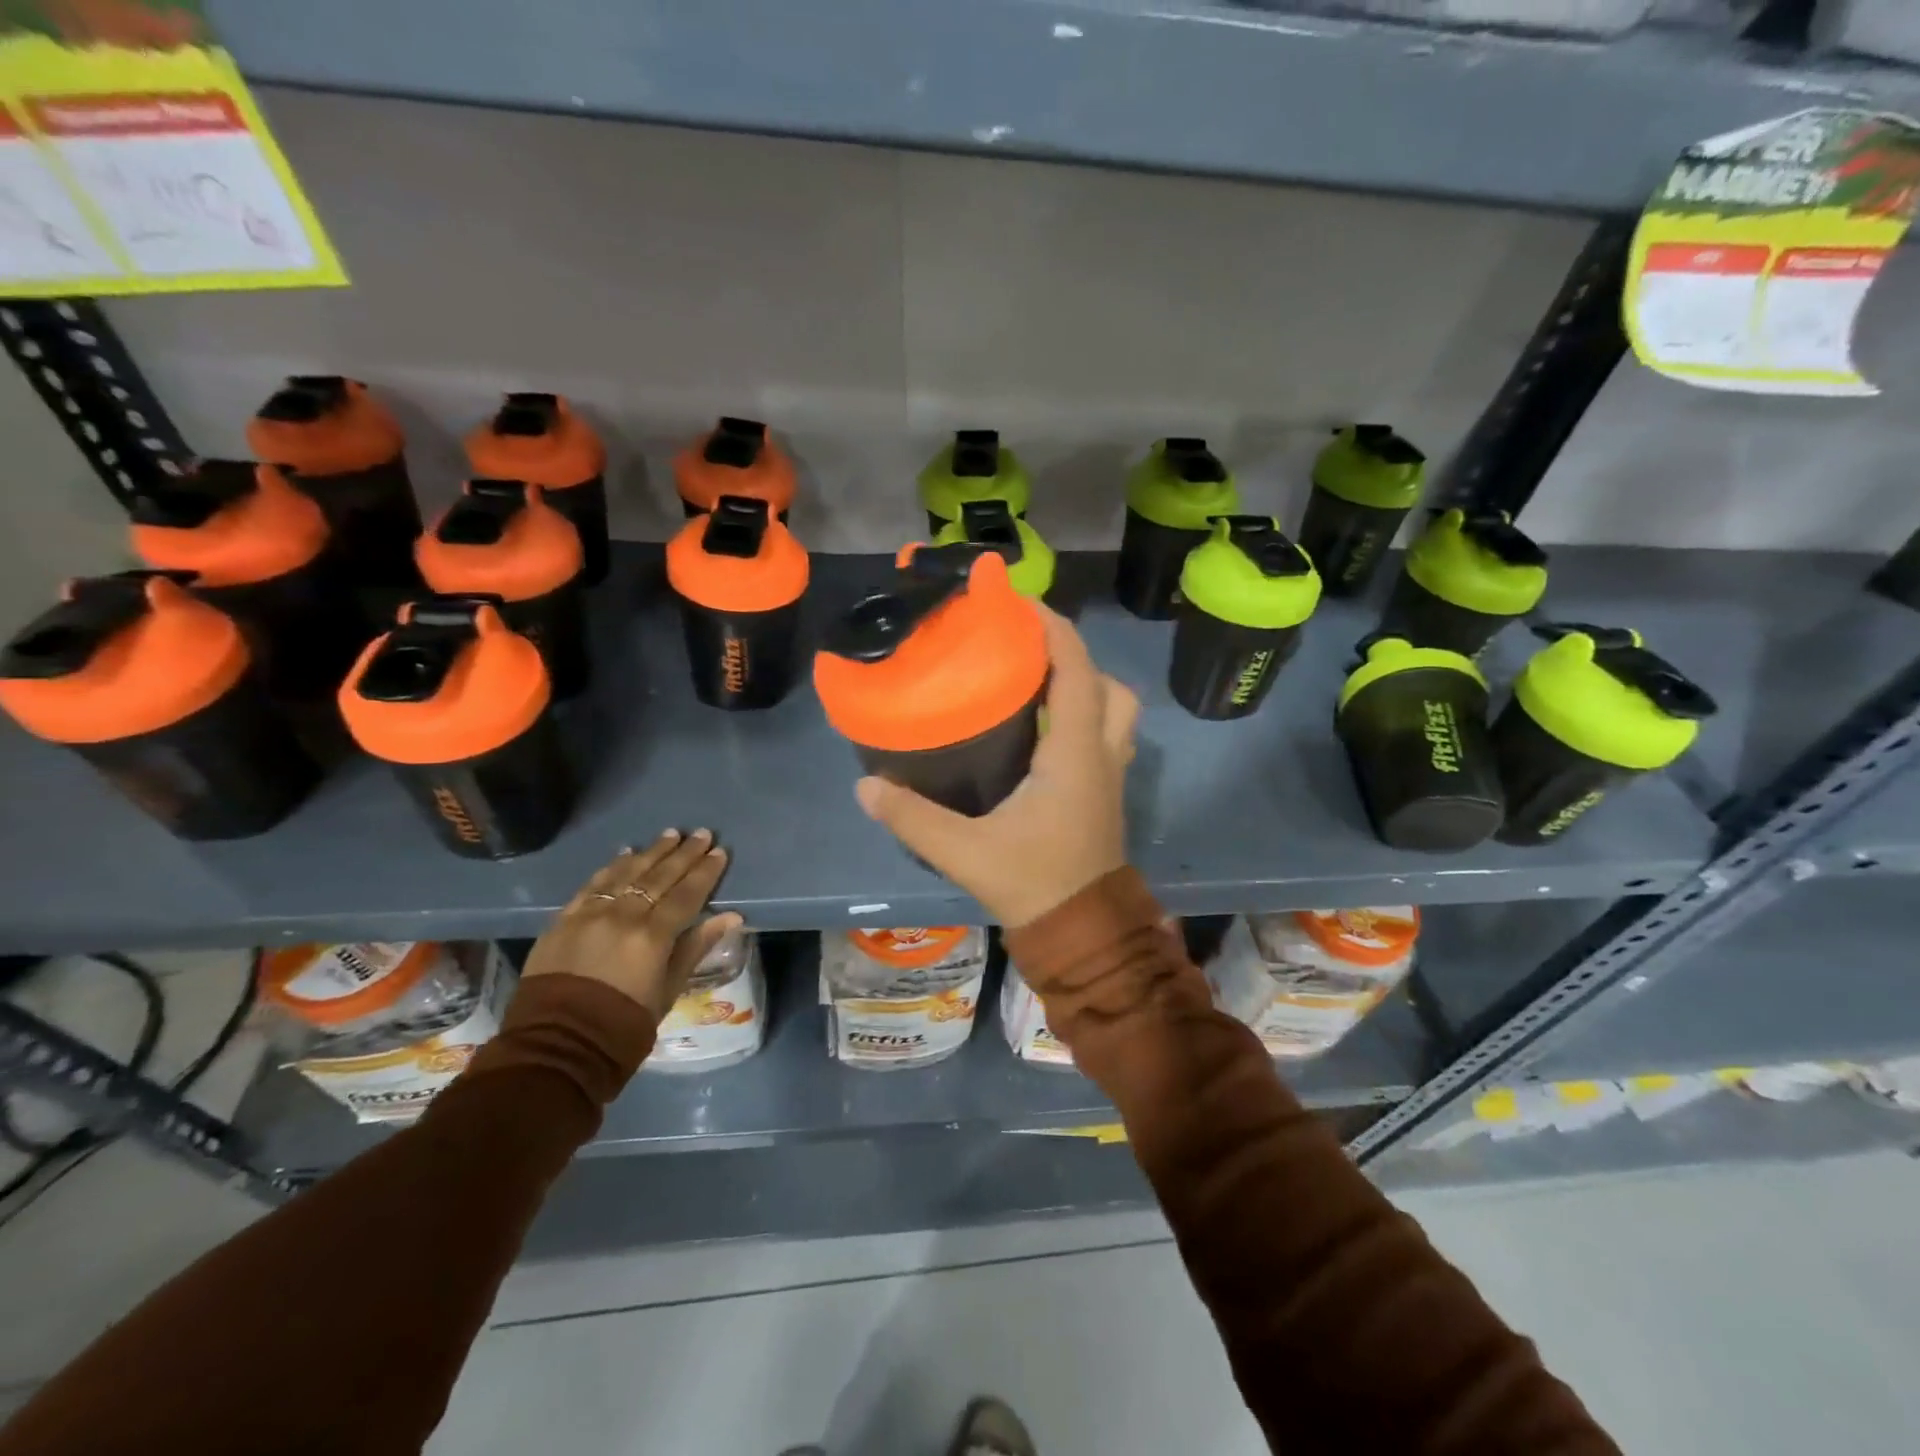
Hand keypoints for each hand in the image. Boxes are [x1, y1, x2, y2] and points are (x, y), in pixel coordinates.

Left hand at [523, 829, 740, 1021]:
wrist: (558, 1047)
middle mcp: (622, 916)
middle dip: (683, 854)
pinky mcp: (563, 920)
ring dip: (651, 852)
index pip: (686, 894)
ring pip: (626, 873)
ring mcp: (590, 915)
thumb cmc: (623, 1025)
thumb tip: (731, 916)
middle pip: (659, 877)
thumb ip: (696, 947)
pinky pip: (592, 885)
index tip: (719, 852)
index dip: (705, 872)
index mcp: (653, 937)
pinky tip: (626, 854)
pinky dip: (611, 867)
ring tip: (670, 835)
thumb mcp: (668, 990)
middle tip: (701, 833)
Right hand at [856, 608, 1138, 928]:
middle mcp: (1101, 753)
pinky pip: (1105, 735)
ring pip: (1114, 710)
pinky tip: (1040, 730)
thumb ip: (913, 817)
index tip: (1014, 602)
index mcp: (1074, 752)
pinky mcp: (1105, 793)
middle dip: (1072, 654)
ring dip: (1084, 685)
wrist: (1083, 934)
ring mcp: (1110, 774)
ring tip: (1034, 682)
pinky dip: (1082, 716)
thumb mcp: (965, 852)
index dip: (1051, 627)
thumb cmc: (1033, 884)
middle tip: (1024, 650)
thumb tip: (865, 787)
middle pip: (1106, 684)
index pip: (1075, 669)